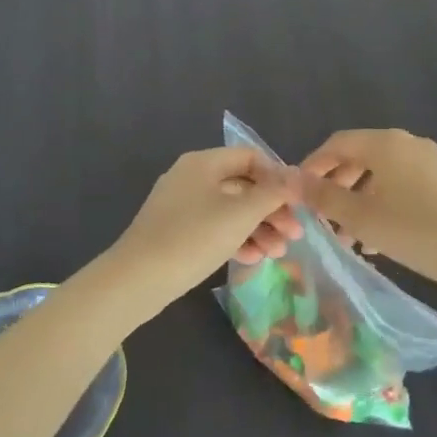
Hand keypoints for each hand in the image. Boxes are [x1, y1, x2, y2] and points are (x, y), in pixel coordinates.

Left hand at [101, 147, 302, 317]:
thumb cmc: (193, 238)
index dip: (278, 177)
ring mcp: (182, 205)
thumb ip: (273, 193)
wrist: (138, 278)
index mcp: (204, 162)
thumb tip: (298, 175)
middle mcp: (192, 177)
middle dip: (271, 209)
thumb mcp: (240, 214)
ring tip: (278, 253)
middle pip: (242, 185)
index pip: (251, 157)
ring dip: (258, 228)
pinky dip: (235, 239)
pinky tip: (253, 259)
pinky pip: (214, 227)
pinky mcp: (176, 231)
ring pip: (230, 210)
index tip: (298, 203)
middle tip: (295, 235)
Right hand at [298, 129, 436, 305]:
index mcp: (384, 143)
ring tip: (345, 236)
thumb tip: (288, 178)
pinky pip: (401, 185)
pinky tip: (376, 238)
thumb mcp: (361, 217)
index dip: (312, 166)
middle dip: (335, 186)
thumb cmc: (416, 231)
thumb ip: (322, 197)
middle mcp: (406, 143)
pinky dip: (381, 203)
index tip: (297, 195)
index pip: (336, 144)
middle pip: (358, 157)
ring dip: (357, 200)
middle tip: (319, 218)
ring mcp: (429, 161)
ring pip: (380, 174)